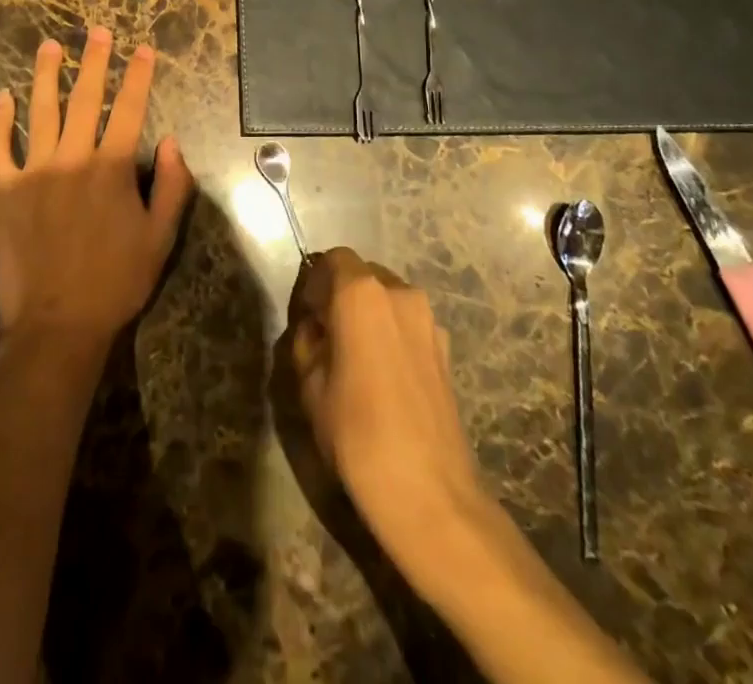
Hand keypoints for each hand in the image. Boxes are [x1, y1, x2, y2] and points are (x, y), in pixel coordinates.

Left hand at [0, 27, 191, 348]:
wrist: (58, 323)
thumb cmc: (117, 280)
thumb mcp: (161, 237)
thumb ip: (172, 185)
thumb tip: (172, 142)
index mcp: (112, 167)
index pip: (129, 109)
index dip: (138, 76)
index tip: (142, 49)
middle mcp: (73, 158)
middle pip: (85, 99)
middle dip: (94, 61)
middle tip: (96, 32)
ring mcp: (35, 171)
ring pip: (41, 111)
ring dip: (47, 75)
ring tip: (50, 46)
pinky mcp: (5, 190)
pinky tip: (3, 97)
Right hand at [290, 248, 491, 595]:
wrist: (430, 494)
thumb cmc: (358, 434)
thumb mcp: (310, 386)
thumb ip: (307, 342)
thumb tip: (316, 328)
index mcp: (361, 293)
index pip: (333, 258)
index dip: (315, 281)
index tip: (306, 315)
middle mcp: (399, 293)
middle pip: (363, 274)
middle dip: (342, 295)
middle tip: (327, 335)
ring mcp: (429, 319)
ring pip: (388, 298)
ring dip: (369, 314)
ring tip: (356, 359)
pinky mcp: (446, 347)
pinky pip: (408, 323)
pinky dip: (391, 333)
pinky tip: (384, 377)